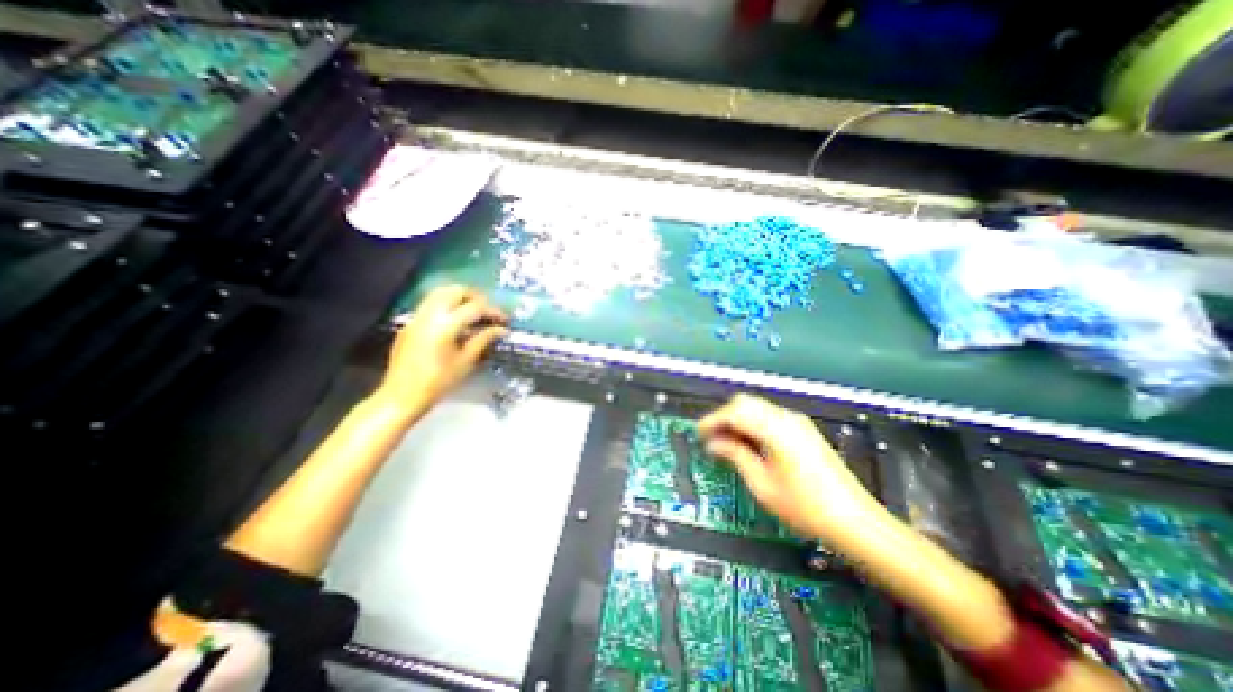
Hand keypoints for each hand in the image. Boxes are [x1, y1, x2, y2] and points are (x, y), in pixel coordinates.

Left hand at [378, 284, 508, 413]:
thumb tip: (502, 329)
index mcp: (446, 325)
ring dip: (460, 298)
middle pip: (456, 291)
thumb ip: (484, 339)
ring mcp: (417, 316)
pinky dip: (447, 305)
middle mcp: (430, 314)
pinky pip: (431, 304)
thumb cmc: (439, 381)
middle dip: (476, 297)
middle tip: (488, 312)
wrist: (402, 395)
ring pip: (441, 293)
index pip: (475, 307)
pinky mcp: (411, 323)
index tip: (505, 320)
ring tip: (474, 313)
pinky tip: (456, 322)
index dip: (493, 311)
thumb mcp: (466, 361)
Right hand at [699, 398, 881, 542]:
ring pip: (757, 408)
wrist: (855, 522)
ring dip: (738, 421)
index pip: (735, 412)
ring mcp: (797, 423)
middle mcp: (786, 418)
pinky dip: (753, 425)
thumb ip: (735, 455)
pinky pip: (769, 418)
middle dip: (724, 417)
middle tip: (712, 439)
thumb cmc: (805, 507)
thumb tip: (714, 443)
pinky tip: (748, 445)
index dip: (713, 420)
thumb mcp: (762, 484)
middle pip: (745, 403)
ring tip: (727, 445)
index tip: (699, 433)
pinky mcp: (803, 431)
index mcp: (775, 429)